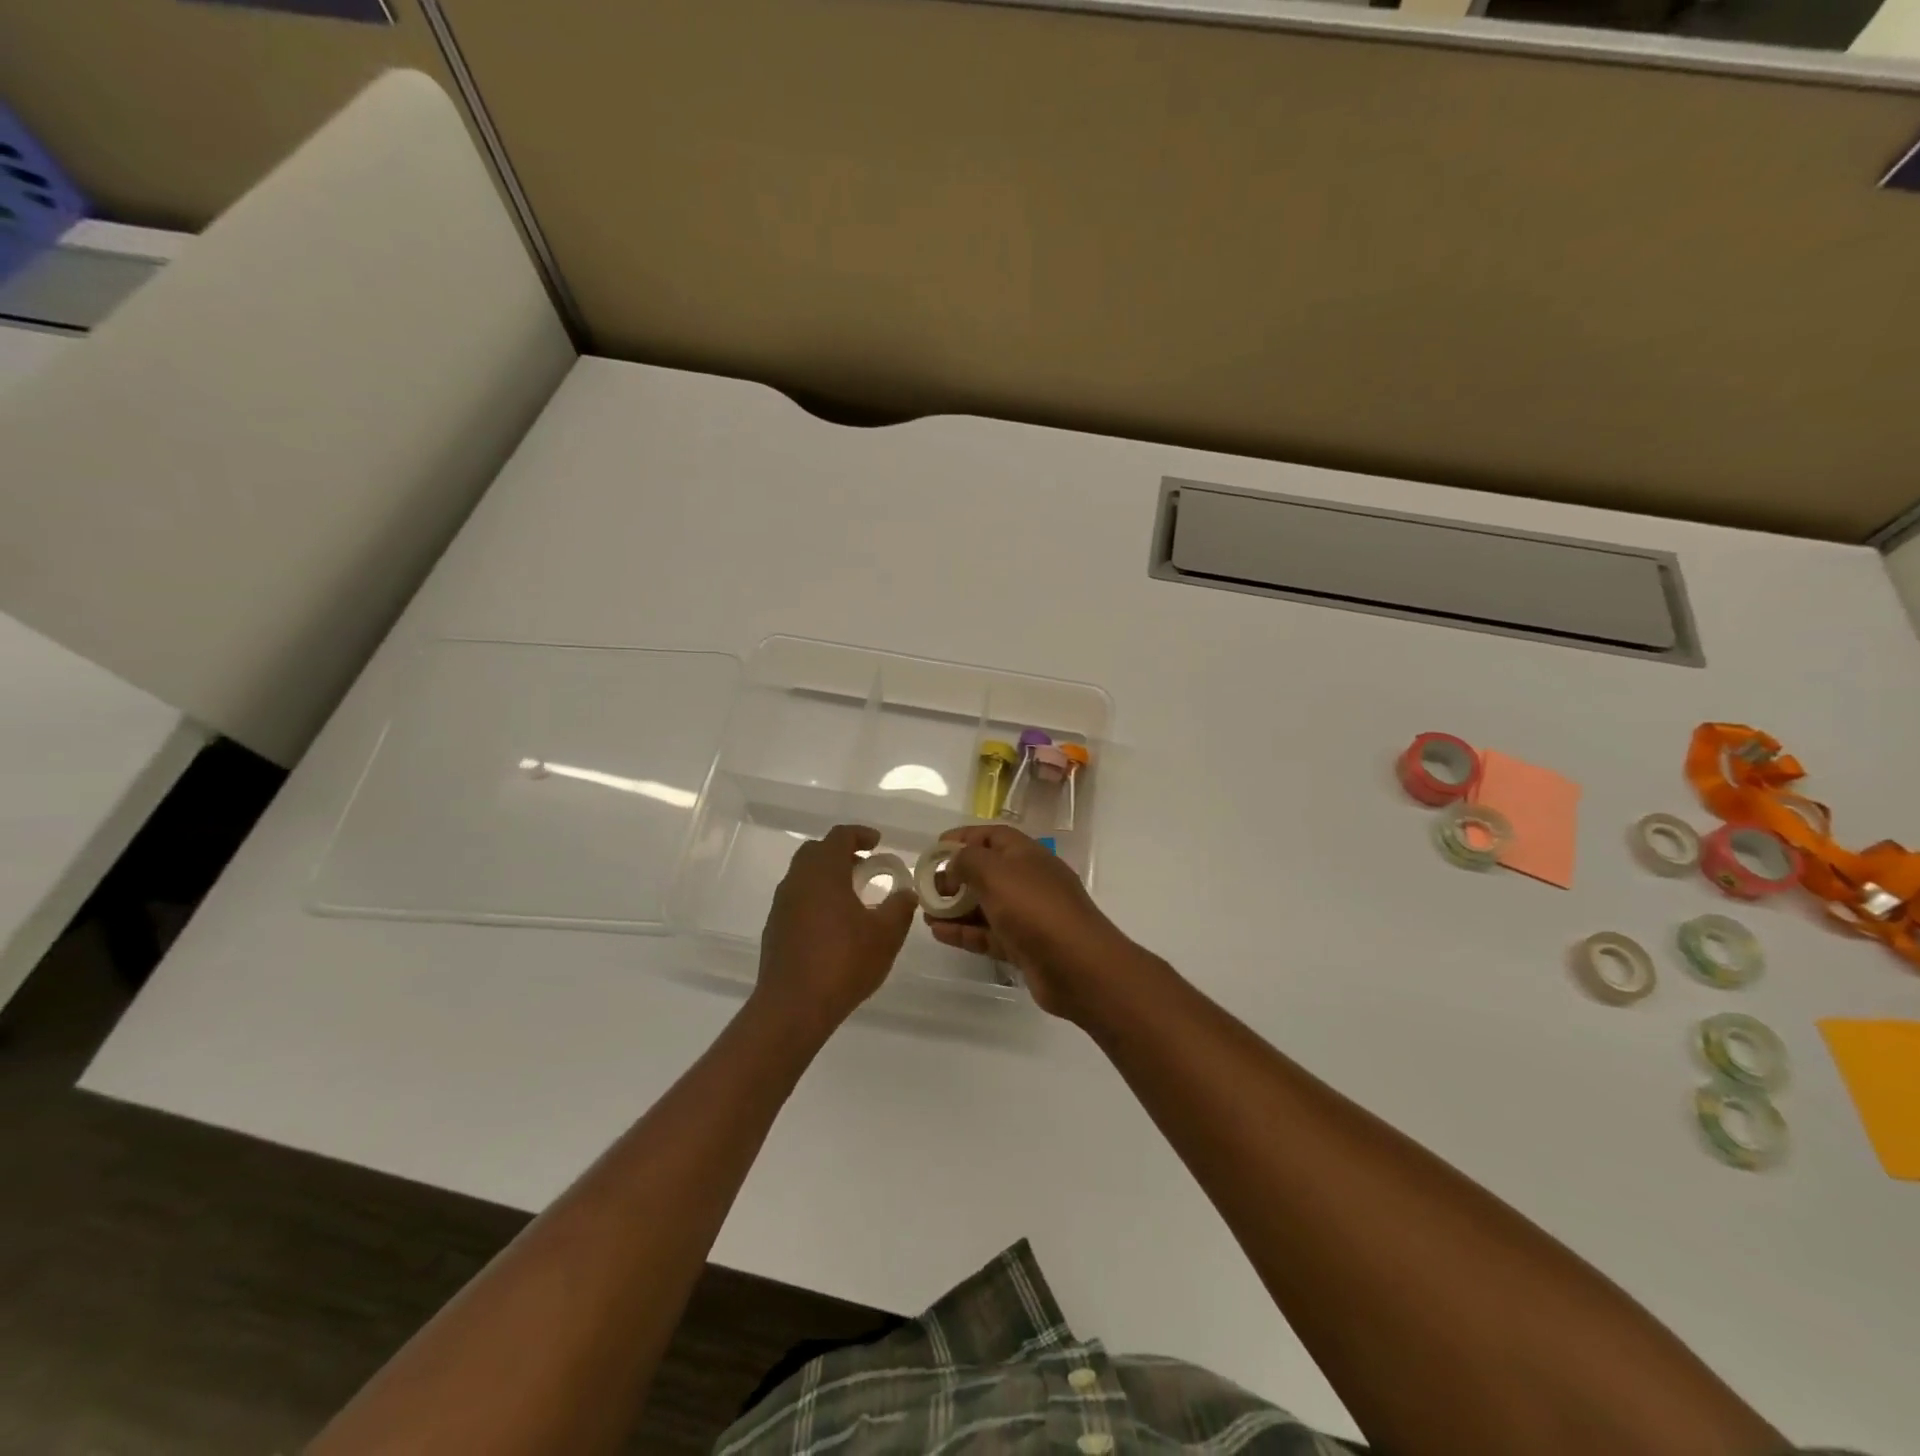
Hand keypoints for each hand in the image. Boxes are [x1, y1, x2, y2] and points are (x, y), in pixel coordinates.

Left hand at [755, 825, 917, 1033]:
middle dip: (841, 852)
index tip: (877, 842)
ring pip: (803, 876)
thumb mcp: (886, 935)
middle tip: (865, 866)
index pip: (839, 837)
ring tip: (853, 896)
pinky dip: (816, 899)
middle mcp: (797, 881)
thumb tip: (906, 893)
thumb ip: (899, 908)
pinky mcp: (775, 929)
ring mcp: (781, 906)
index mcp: (823, 872)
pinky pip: (797, 900)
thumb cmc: (843, 962)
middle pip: (816, 852)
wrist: (793, 1007)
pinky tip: (834, 924)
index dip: (860, 834)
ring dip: (827, 877)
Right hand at [925, 824, 1141, 1024]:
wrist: (1078, 966)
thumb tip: (953, 863)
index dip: (962, 838)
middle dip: (955, 877)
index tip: (933, 849)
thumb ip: (968, 861)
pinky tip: (939, 933)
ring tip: (925, 913)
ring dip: (955, 907)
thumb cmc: (1034, 908)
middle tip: (926, 888)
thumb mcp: (995, 872)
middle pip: (987, 871)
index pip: (991, 836)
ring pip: (985, 905)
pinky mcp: (1024, 946)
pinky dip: (964, 932)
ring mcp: (1028, 915)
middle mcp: (1028, 880)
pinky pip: (988, 934)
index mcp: (1027, 854)